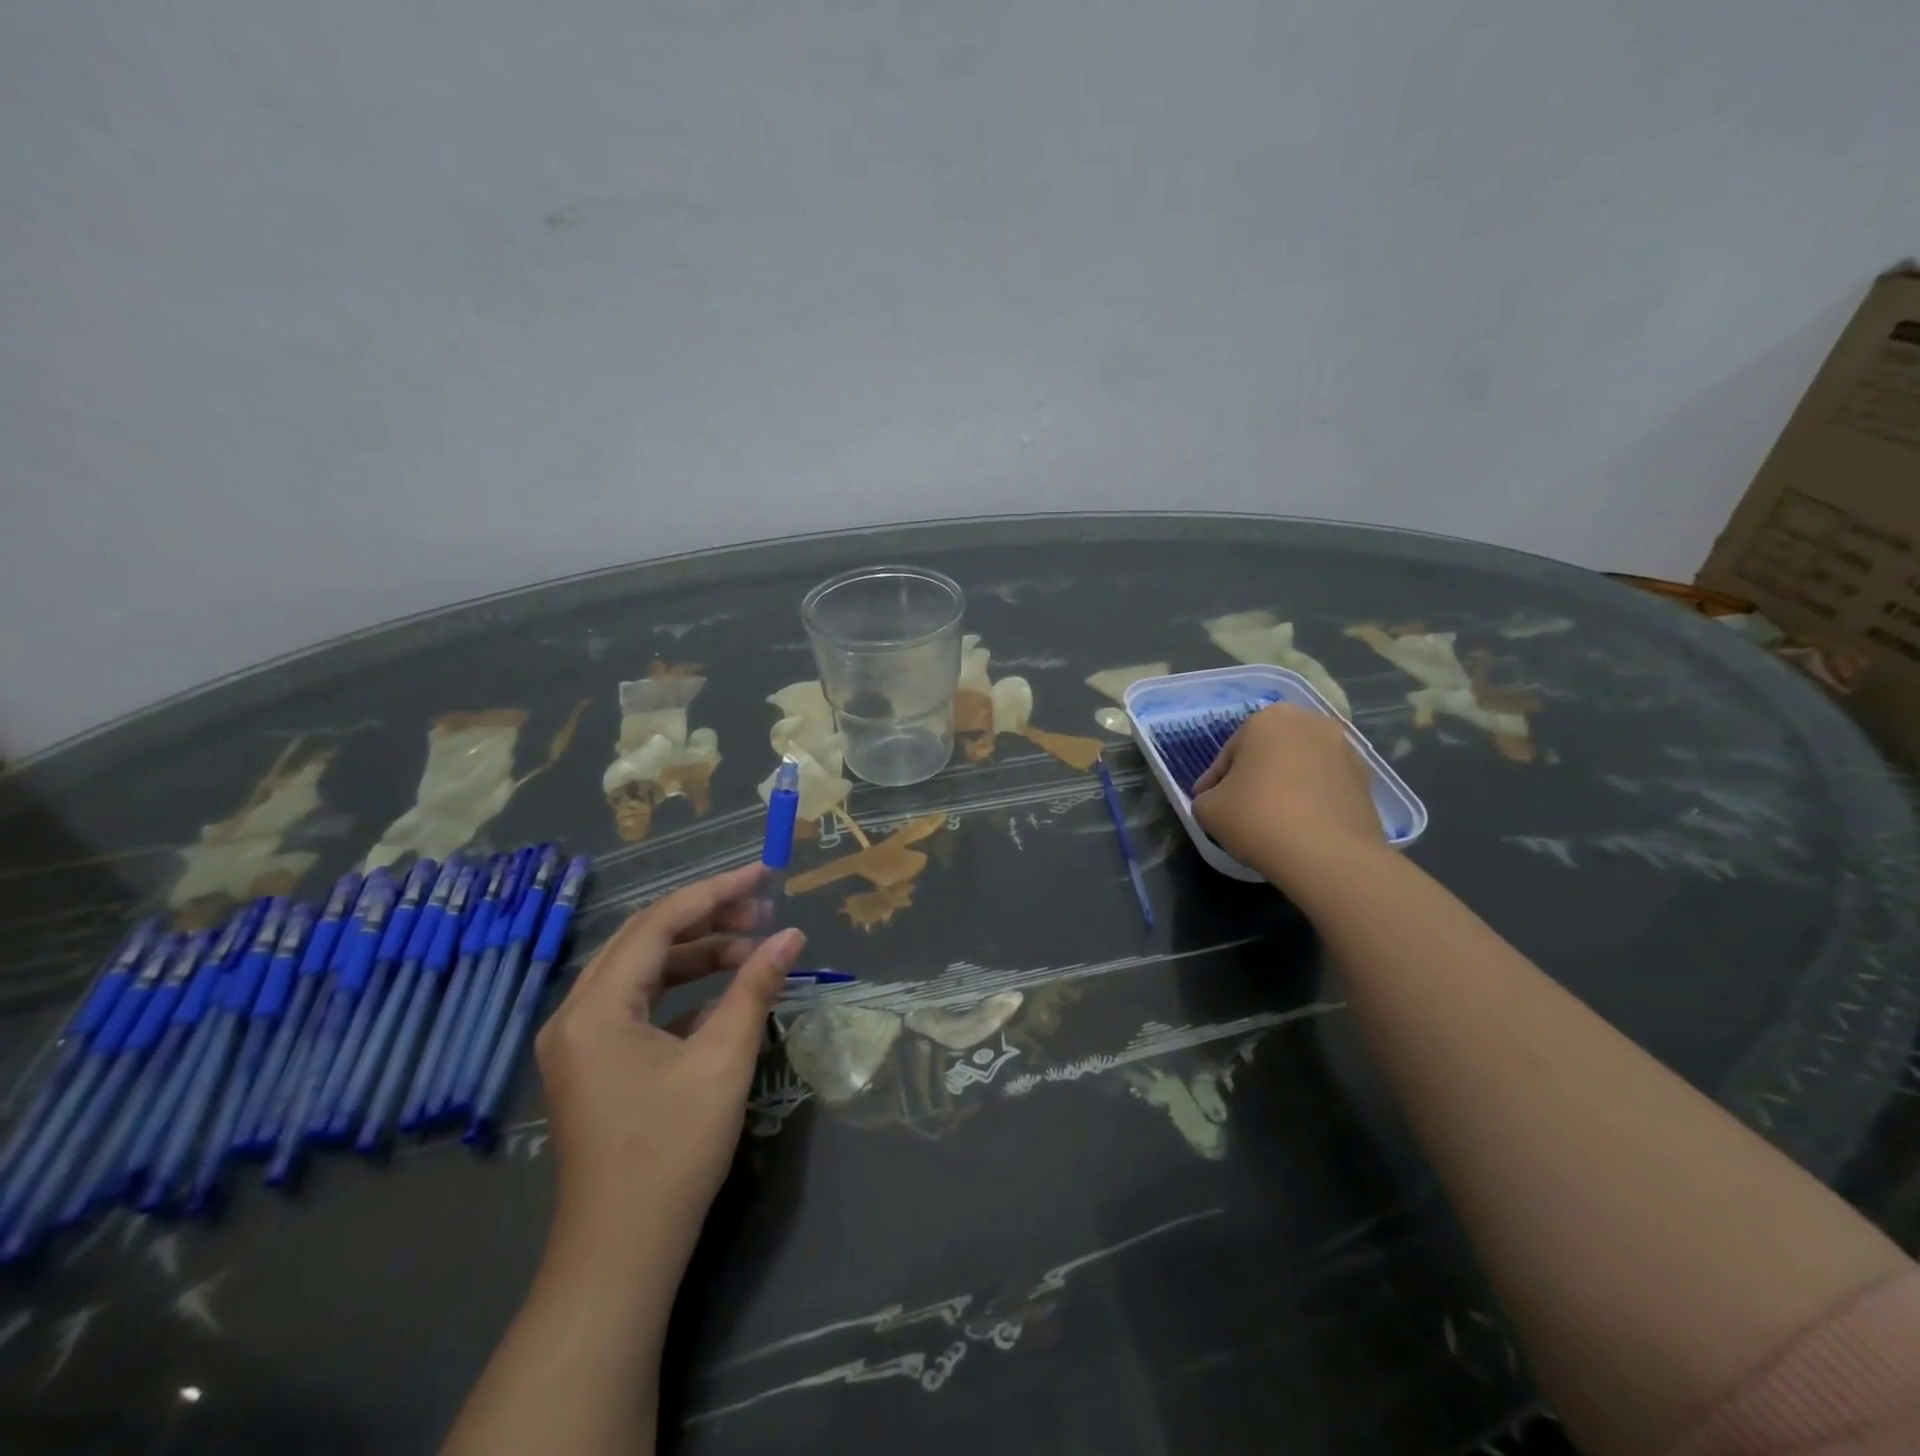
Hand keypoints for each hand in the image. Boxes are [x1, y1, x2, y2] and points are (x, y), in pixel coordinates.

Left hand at [534, 864, 804, 1267]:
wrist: (622, 1254)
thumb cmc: (672, 1150)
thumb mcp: (723, 1059)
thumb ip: (755, 987)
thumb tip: (792, 936)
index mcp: (596, 1007)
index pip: (659, 922)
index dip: (716, 892)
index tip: (764, 874)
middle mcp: (575, 1014)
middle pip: (646, 939)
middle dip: (708, 919)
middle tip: (763, 911)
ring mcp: (580, 1042)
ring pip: (642, 971)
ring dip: (698, 954)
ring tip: (753, 950)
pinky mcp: (594, 1065)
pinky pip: (639, 1005)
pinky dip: (683, 991)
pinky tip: (725, 997)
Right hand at [1191, 704, 1385, 880]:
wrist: (1329, 856)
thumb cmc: (1258, 818)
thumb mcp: (1207, 809)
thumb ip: (1205, 797)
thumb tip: (1217, 800)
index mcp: (1268, 718)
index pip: (1229, 753)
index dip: (1215, 782)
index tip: (1208, 803)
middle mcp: (1311, 723)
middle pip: (1268, 753)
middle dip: (1253, 776)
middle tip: (1238, 808)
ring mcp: (1345, 750)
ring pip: (1299, 768)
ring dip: (1284, 787)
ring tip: (1270, 820)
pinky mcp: (1365, 782)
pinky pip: (1324, 788)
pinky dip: (1309, 801)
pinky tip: (1298, 828)